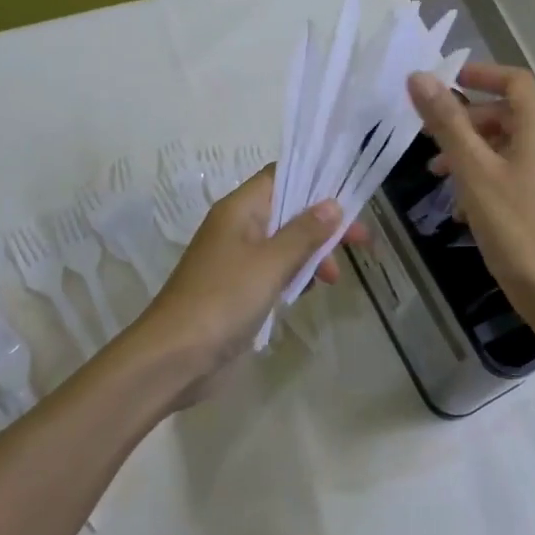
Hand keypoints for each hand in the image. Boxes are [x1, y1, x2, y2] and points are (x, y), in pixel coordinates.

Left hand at [129, 165, 365, 400]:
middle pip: (288, 211)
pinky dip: (295, 276)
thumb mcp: (271, 262)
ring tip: (333, 277)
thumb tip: (333, 204)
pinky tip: (309, 291)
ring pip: (284, 243)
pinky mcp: (239, 290)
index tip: (350, 194)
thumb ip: (304, 232)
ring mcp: (237, 260)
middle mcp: (238, 227)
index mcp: (240, 209)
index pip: (281, 176)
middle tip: (360, 241)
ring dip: (312, 253)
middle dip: (323, 223)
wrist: (174, 358)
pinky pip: (274, 271)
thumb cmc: (223, 299)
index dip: (316, 180)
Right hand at [407, 64, 534, 337]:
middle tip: (432, 139)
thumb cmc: (515, 227)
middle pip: (511, 115)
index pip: (515, 81)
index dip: (481, 74)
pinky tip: (466, 207)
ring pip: (514, 146)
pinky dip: (492, 175)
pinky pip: (523, 172)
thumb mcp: (473, 172)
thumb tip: (419, 77)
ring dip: (476, 151)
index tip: (448, 82)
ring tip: (440, 176)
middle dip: (468, 121)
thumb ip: (447, 122)